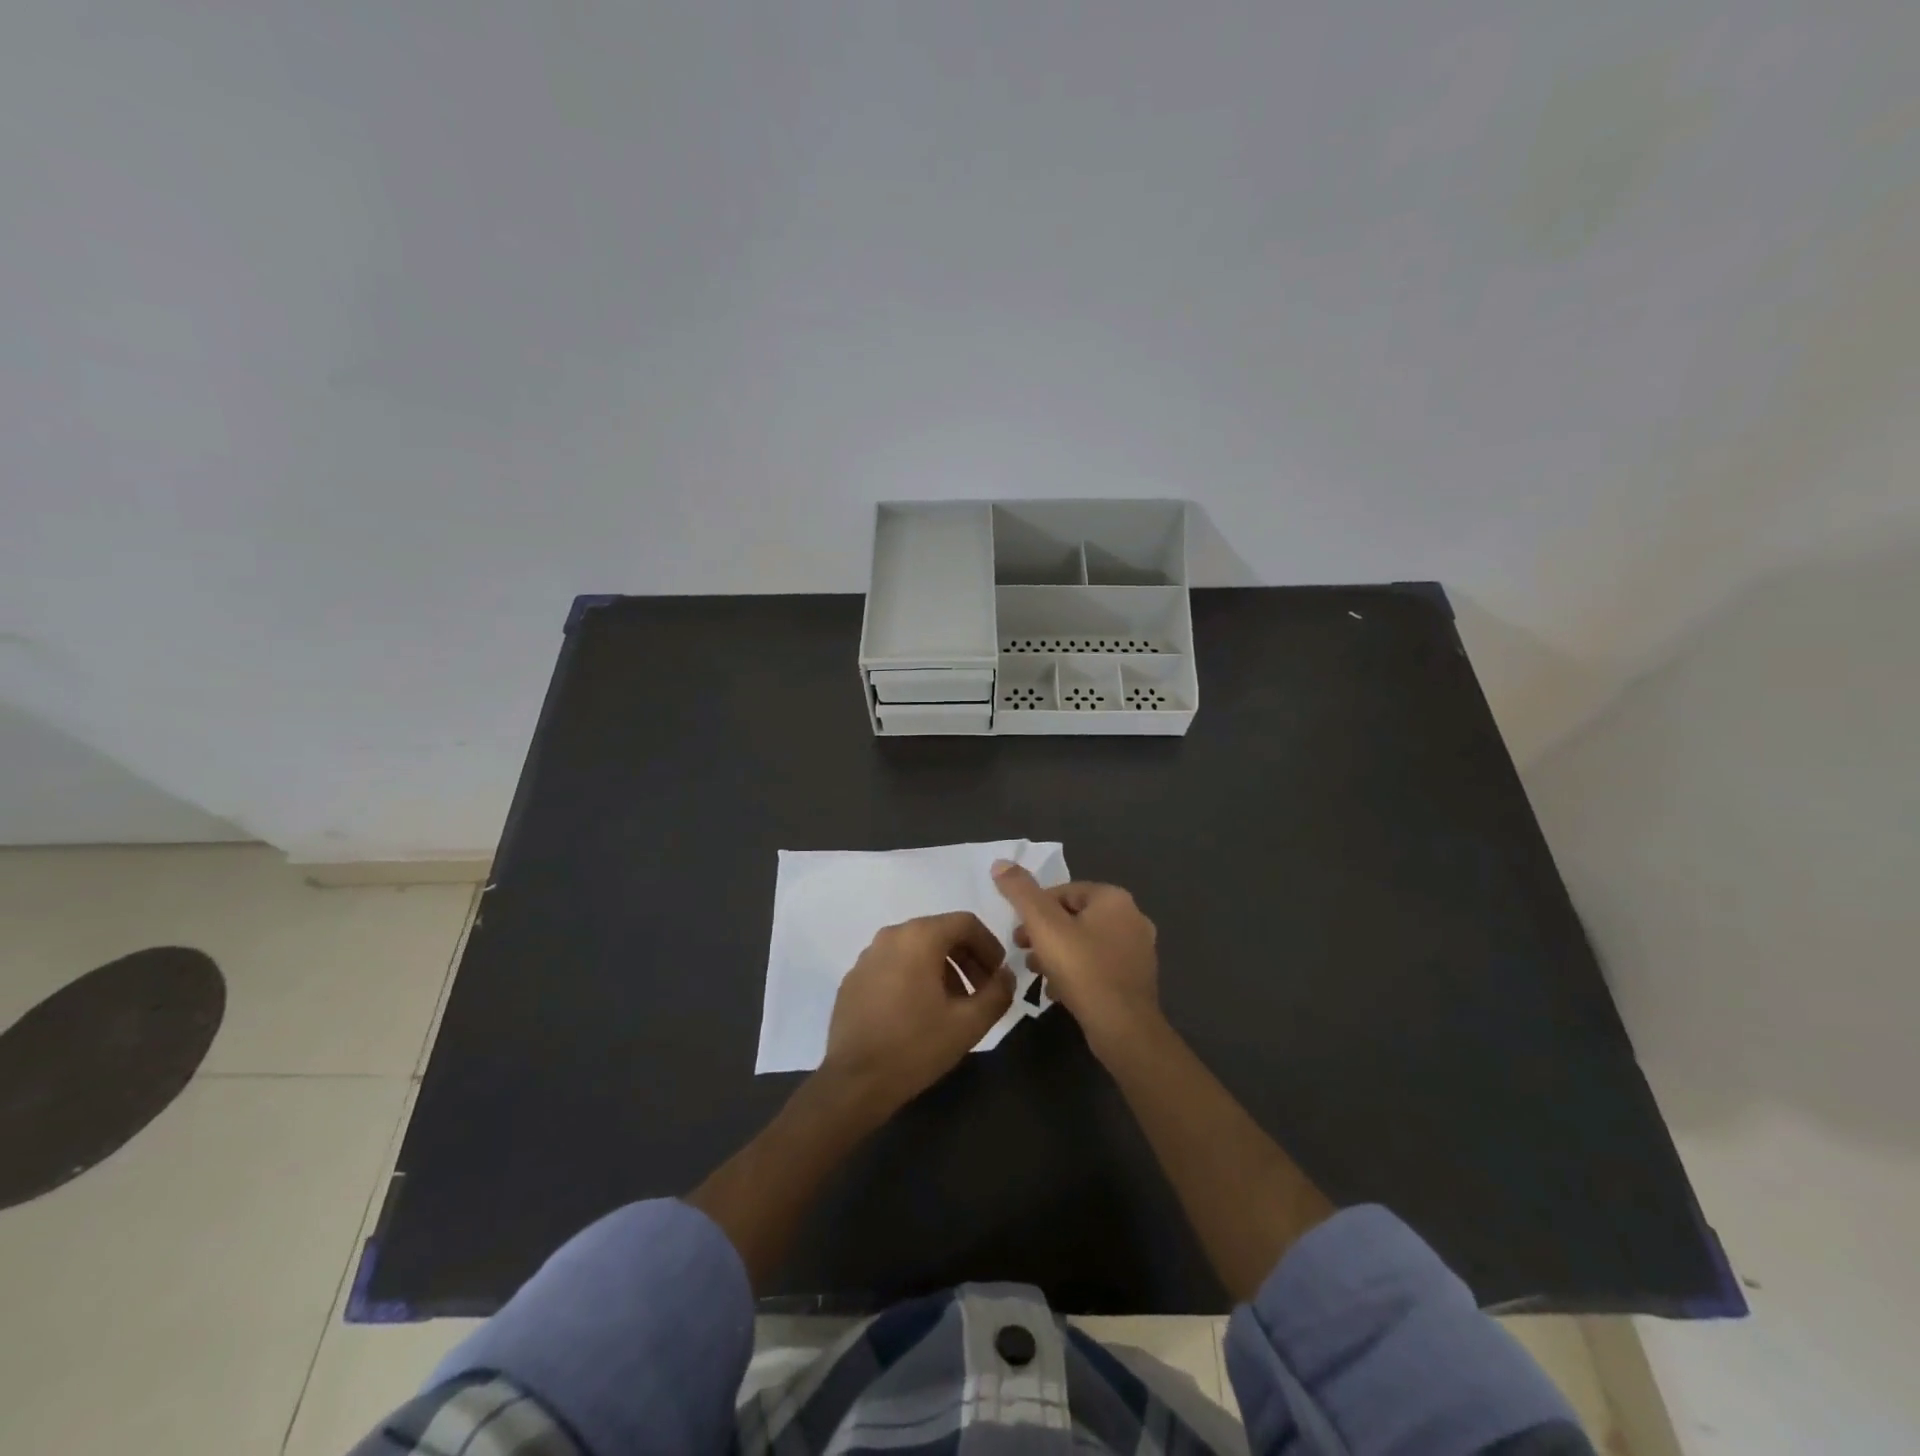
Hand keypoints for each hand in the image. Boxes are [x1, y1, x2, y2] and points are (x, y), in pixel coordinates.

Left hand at [821, 911, 1015, 1117]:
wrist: (854, 1082)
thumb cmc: (916, 1046)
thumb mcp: (969, 1023)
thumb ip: (998, 993)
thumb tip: (1006, 976)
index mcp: (919, 937)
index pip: (966, 923)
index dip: (990, 946)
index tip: (999, 976)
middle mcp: (891, 935)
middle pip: (940, 933)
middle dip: (967, 959)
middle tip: (981, 992)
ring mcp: (867, 956)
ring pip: (916, 949)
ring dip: (942, 969)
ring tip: (953, 1006)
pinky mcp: (853, 978)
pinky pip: (893, 965)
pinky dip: (914, 977)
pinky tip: (919, 1013)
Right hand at [991, 862, 1160, 1058]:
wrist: (1124, 1029)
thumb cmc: (1083, 970)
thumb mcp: (1044, 926)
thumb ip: (1021, 892)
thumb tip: (1000, 863)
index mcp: (1114, 898)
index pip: (1064, 891)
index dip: (1035, 909)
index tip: (1017, 931)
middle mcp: (1132, 917)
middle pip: (1075, 917)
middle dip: (1045, 932)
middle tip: (1021, 950)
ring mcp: (1139, 950)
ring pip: (1086, 942)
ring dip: (1058, 953)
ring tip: (1034, 972)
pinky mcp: (1137, 978)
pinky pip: (1099, 966)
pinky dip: (1077, 972)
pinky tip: (1057, 991)